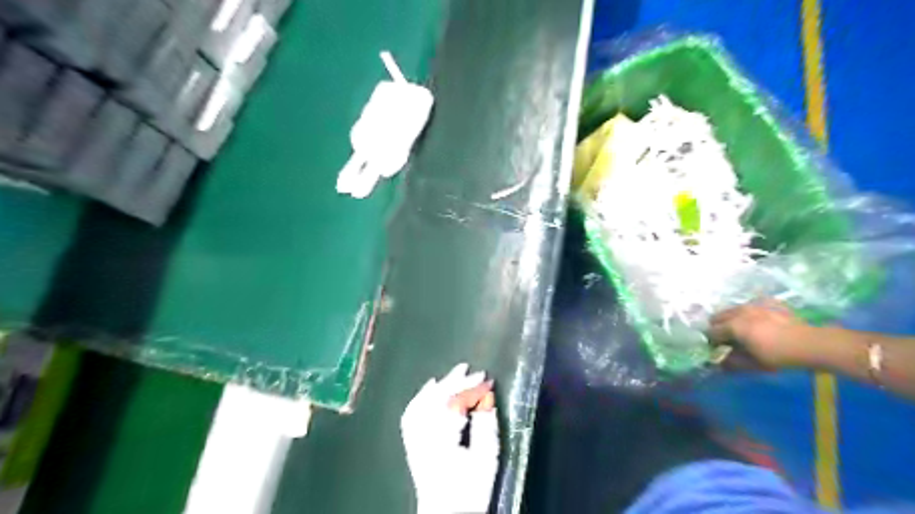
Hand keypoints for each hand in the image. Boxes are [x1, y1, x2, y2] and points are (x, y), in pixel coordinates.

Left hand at [401, 363, 499, 511]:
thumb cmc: (469, 492)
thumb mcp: (486, 460)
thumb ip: (486, 428)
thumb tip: (488, 400)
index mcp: (442, 440)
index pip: (455, 403)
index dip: (470, 387)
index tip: (486, 378)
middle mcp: (424, 437)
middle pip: (437, 400)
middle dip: (455, 381)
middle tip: (470, 369)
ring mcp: (415, 439)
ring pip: (423, 403)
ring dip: (439, 386)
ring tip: (453, 374)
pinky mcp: (412, 443)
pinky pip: (412, 413)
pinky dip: (421, 397)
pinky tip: (429, 388)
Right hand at [707, 302, 822, 369]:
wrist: (813, 344)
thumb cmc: (780, 356)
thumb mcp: (754, 364)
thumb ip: (732, 362)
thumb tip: (719, 363)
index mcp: (733, 326)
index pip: (711, 332)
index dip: (712, 342)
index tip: (718, 349)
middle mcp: (739, 311)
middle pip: (717, 317)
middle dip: (719, 328)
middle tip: (729, 340)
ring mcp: (754, 304)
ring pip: (733, 309)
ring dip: (732, 319)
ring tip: (744, 330)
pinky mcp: (768, 301)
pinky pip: (751, 305)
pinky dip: (750, 313)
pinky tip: (760, 322)